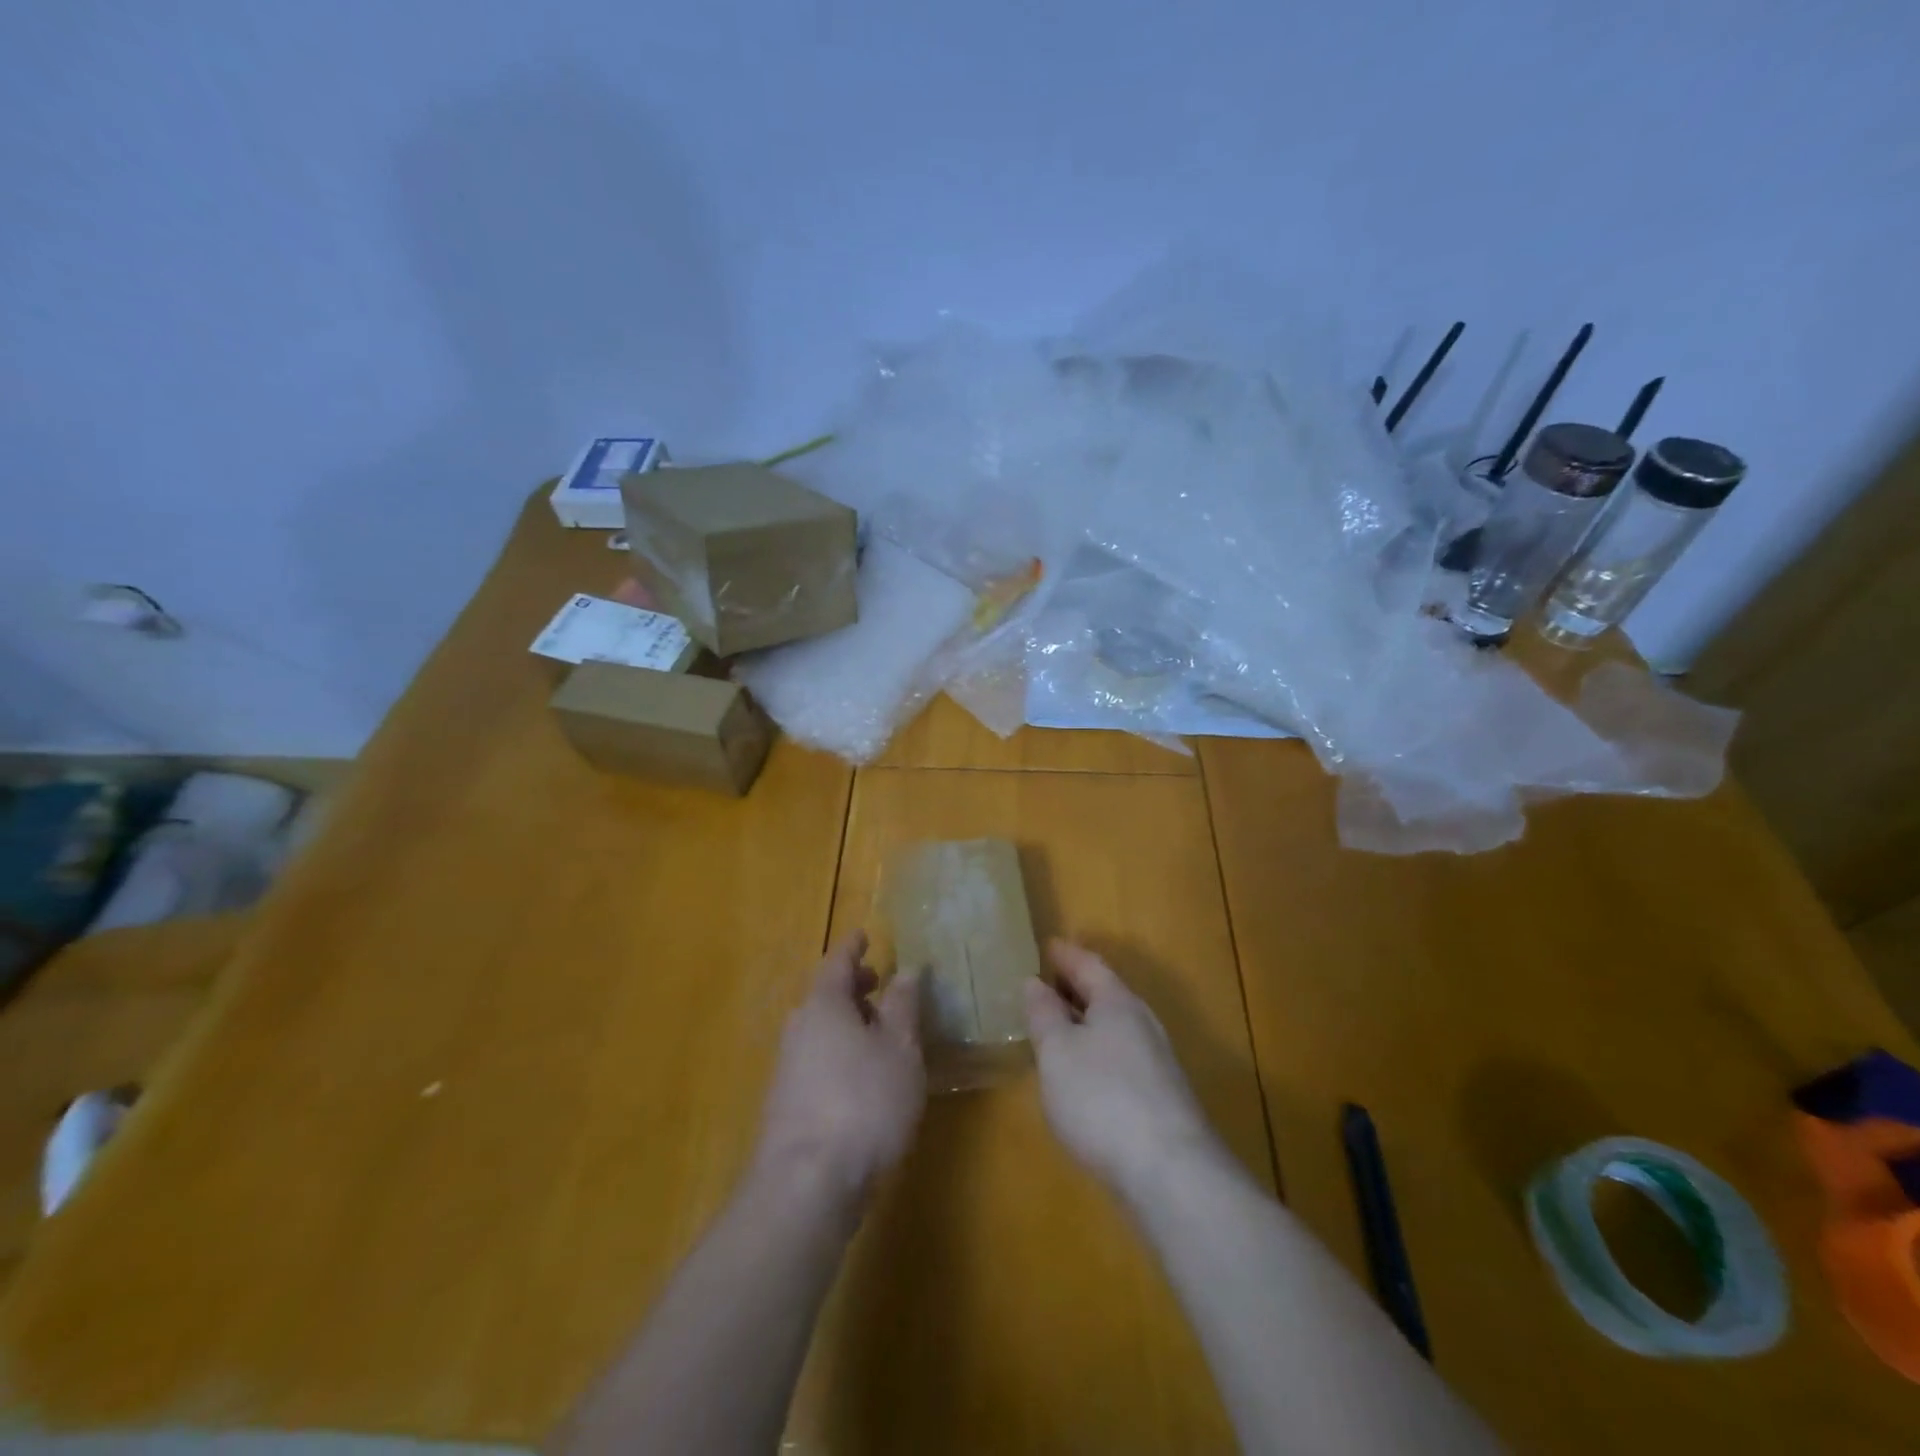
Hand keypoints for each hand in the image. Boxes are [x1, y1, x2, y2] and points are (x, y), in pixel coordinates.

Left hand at [753, 931, 924, 1201]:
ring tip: (879, 1032)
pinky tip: (862, 1077)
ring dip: (848, 1023)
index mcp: (823, 1005)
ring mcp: (787, 1068)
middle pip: (825, 996)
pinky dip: (839, 1053)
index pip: (837, 962)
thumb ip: (903, 1005)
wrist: (806, 1184)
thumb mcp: (900, 1049)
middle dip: (853, 987)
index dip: (853, 947)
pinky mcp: (787, 1105)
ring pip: (820, 1030)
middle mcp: (799, 1028)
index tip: (865, 935)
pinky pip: (817, 1059)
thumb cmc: (863, 1102)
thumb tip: (907, 968)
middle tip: (879, 983)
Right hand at [1025, 940, 1224, 1201]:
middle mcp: (1142, 1024)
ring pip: (1115, 1028)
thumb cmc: (1102, 1099)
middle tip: (1045, 983)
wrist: (1171, 1174)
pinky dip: (1097, 1052)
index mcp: (1118, 1003)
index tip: (1047, 945)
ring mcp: (1157, 1063)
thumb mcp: (1057, 1052)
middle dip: (1076, 987)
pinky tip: (1082, 1074)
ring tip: (1057, 1027)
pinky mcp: (1161, 1099)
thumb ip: (1044, 1015)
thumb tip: (1034, 982)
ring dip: (1086, 1022)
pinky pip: (1121, 1057)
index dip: (1066, 955)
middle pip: (1106, 994)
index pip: (1089, 965)